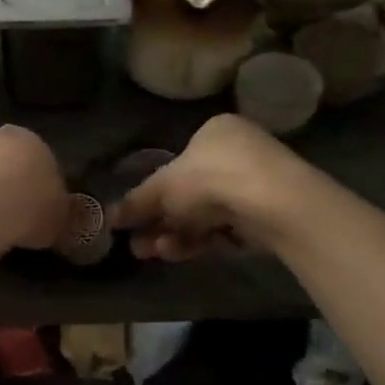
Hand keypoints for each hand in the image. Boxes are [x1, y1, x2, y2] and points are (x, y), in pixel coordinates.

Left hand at [0, 125, 67, 254]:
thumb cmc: (26, 211)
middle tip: (11, 219)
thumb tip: (57, 219)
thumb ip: (59, 214)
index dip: (40, 189)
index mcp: (29, 139)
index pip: (40, 161)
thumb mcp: (58, 220)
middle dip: (7, 185)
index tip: (38, 213)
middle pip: (3, 162)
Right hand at [109, 115, 310, 260]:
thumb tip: (110, 217)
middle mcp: (238, 154)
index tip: (134, 217)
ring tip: (152, 252)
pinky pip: (226, 230)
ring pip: (205, 215)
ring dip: (175, 234)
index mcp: (216, 131)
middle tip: (136, 244)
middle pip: (189, 194)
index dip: (153, 193)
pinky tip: (179, 253)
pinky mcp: (268, 218)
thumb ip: (137, 202)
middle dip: (160, 221)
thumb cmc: (211, 178)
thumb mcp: (163, 187)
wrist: (274, 203)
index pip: (178, 163)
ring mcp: (255, 187)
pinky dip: (201, 241)